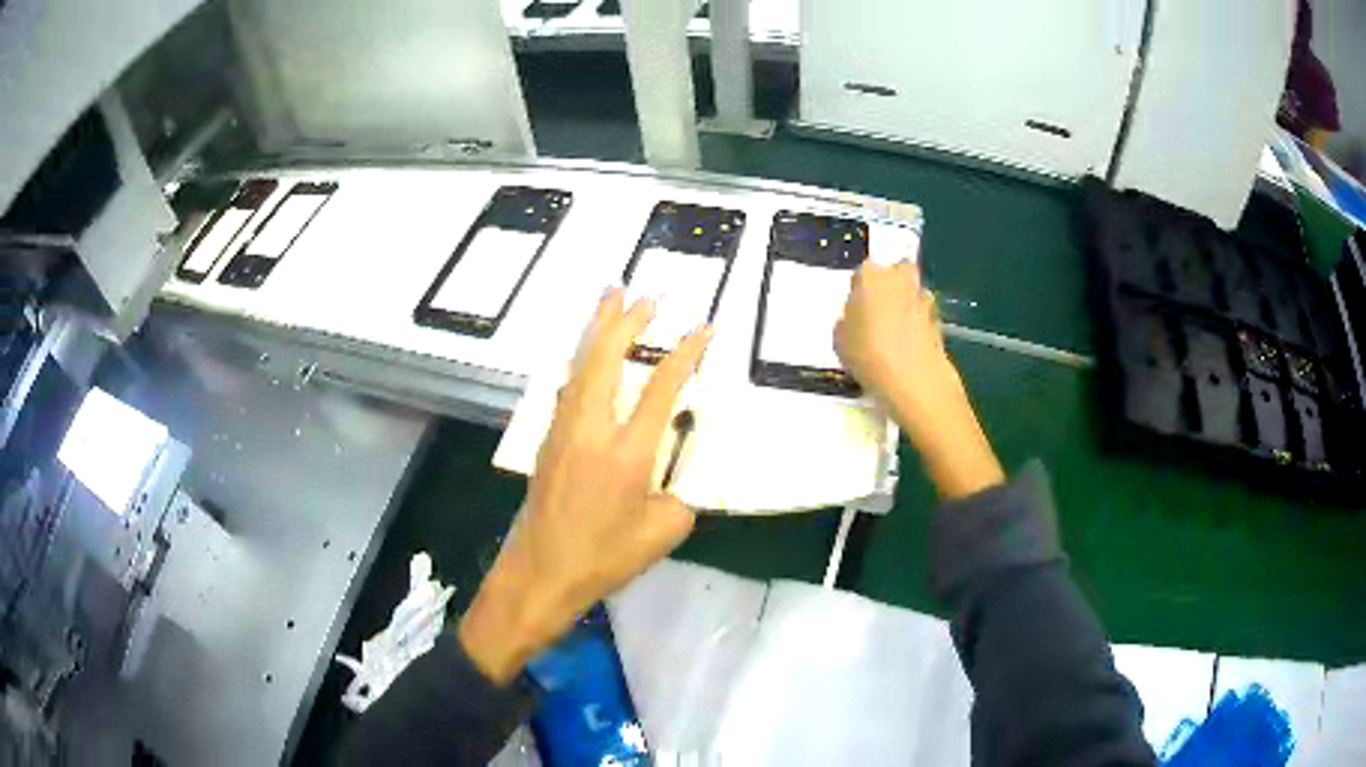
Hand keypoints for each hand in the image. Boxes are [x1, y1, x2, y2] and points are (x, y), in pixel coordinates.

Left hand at [459, 289, 710, 683]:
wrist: (540, 573)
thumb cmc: (604, 558)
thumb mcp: (663, 533)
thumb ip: (680, 495)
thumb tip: (675, 473)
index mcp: (627, 453)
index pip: (661, 388)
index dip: (685, 353)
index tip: (703, 328)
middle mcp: (592, 429)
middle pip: (606, 358)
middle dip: (627, 320)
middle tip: (646, 294)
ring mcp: (564, 430)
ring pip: (581, 364)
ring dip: (597, 328)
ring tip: (610, 296)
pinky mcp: (548, 438)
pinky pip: (568, 383)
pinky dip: (582, 357)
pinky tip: (587, 352)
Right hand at [835, 262, 1003, 498]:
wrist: (915, 382)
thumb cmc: (869, 357)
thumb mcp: (840, 342)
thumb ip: (846, 322)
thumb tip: (855, 319)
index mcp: (871, 276)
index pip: (862, 273)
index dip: (859, 291)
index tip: (855, 311)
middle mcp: (899, 278)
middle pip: (893, 274)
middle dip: (887, 288)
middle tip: (876, 315)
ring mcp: (923, 298)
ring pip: (910, 294)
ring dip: (904, 306)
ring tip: (893, 336)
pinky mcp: (939, 319)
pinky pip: (922, 315)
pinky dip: (917, 325)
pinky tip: (908, 348)